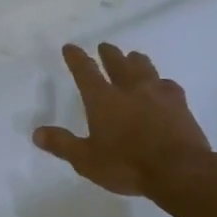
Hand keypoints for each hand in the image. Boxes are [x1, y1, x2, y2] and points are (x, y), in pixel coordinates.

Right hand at [34, 43, 216, 197]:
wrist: (179, 170)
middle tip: (105, 46)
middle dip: (109, 54)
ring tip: (134, 56)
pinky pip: (169, 85)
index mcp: (103, 99)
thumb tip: (37, 133)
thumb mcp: (86, 160)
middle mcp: (129, 89)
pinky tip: (164, 85)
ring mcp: (157, 94)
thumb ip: (63, 144)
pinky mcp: (180, 105)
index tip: (70, 47)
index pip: (85, 72)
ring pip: (145, 68)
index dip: (76, 58)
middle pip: (118, 63)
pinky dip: (162, 83)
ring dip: (136, 60)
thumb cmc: (127, 165)